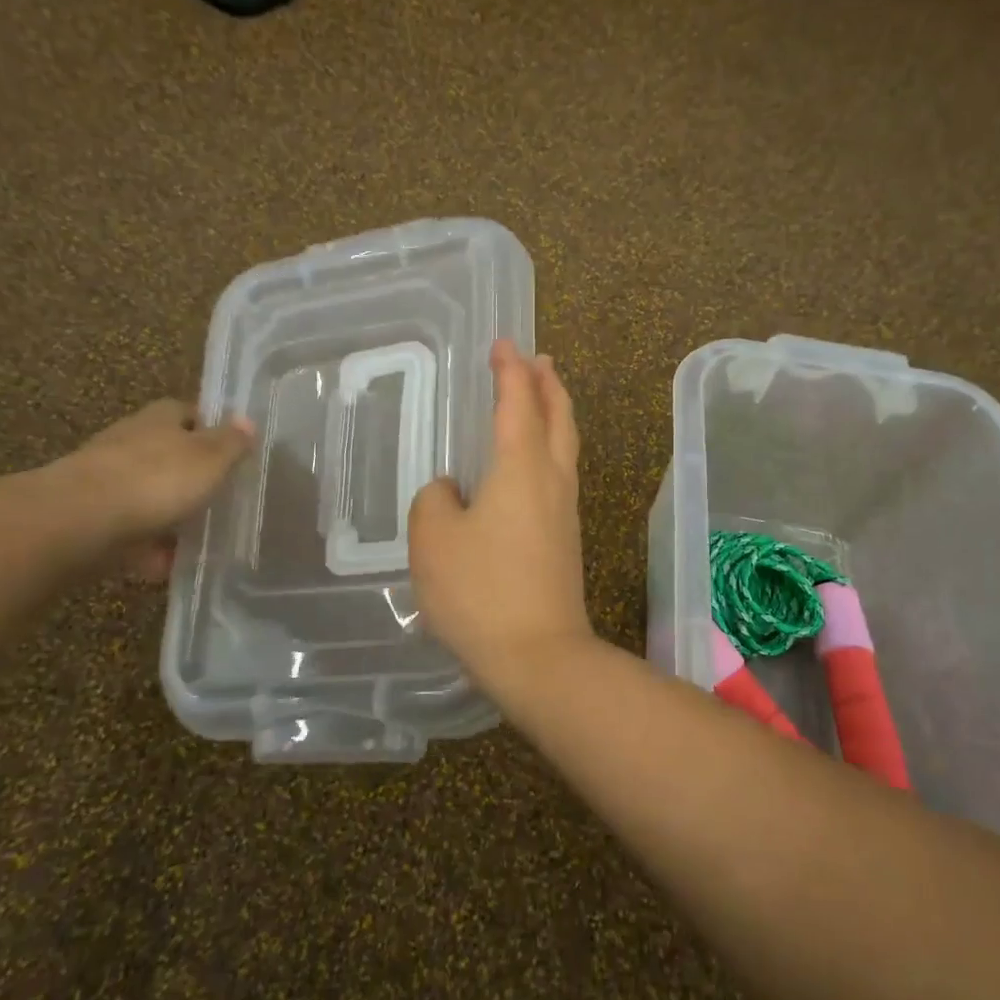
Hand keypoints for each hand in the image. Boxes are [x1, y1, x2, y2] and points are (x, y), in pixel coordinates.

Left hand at [48, 400, 253, 579]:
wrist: (78, 522)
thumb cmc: (154, 480)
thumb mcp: (208, 459)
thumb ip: (230, 443)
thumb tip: (247, 421)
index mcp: (157, 420)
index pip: (184, 412)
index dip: (206, 426)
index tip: (228, 447)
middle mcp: (128, 443)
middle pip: (163, 452)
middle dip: (186, 472)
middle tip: (217, 494)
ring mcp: (104, 480)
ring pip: (144, 493)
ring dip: (165, 512)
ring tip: (195, 536)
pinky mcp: (89, 517)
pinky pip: (127, 531)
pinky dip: (146, 547)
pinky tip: (164, 565)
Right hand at [409, 339, 592, 688]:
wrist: (538, 654)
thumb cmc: (480, 590)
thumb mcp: (433, 539)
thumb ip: (434, 501)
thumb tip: (452, 491)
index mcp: (521, 467)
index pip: (517, 402)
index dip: (509, 370)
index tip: (503, 345)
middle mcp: (551, 480)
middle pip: (558, 417)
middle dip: (547, 384)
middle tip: (538, 360)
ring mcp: (564, 511)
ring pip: (565, 446)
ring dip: (554, 414)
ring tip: (540, 399)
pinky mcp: (565, 540)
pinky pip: (559, 475)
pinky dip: (549, 449)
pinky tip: (530, 466)